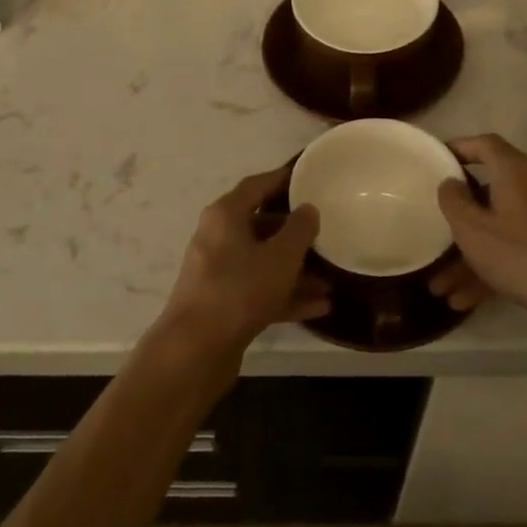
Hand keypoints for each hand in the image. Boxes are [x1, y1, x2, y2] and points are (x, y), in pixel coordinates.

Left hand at [161, 165, 329, 357]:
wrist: (195, 349)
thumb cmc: (240, 290)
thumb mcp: (280, 256)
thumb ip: (299, 229)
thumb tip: (308, 209)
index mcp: (225, 215)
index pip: (257, 185)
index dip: (283, 179)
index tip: (308, 177)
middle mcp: (217, 238)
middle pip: (261, 225)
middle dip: (295, 232)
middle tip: (327, 232)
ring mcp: (218, 273)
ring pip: (263, 262)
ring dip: (296, 270)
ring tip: (331, 278)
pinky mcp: (223, 304)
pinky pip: (260, 290)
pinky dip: (286, 295)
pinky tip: (320, 306)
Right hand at [436, 134, 526, 340]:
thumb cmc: (523, 256)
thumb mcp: (473, 230)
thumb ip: (454, 201)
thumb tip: (450, 182)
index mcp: (517, 171)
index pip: (485, 144)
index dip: (459, 148)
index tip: (436, 160)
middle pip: (490, 192)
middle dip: (460, 219)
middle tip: (435, 231)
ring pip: (502, 228)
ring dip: (471, 255)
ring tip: (442, 288)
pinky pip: (518, 248)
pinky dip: (494, 267)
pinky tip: (467, 300)